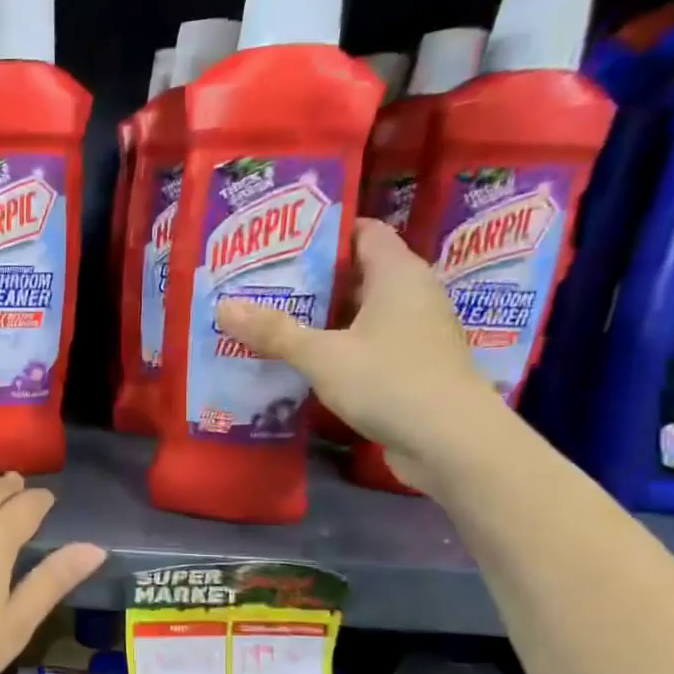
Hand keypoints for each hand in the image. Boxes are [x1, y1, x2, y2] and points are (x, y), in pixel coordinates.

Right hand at [216, 218, 509, 491]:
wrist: (451, 442)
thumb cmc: (390, 381)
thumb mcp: (322, 355)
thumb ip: (274, 331)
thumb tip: (223, 306)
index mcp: (398, 274)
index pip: (364, 232)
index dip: (324, 232)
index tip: (281, 241)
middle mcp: (412, 295)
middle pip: (357, 273)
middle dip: (312, 278)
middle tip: (263, 282)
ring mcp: (415, 332)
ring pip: (360, 312)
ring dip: (322, 317)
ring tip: (272, 319)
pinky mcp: (411, 365)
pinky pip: (366, 342)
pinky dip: (337, 345)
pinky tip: (302, 359)